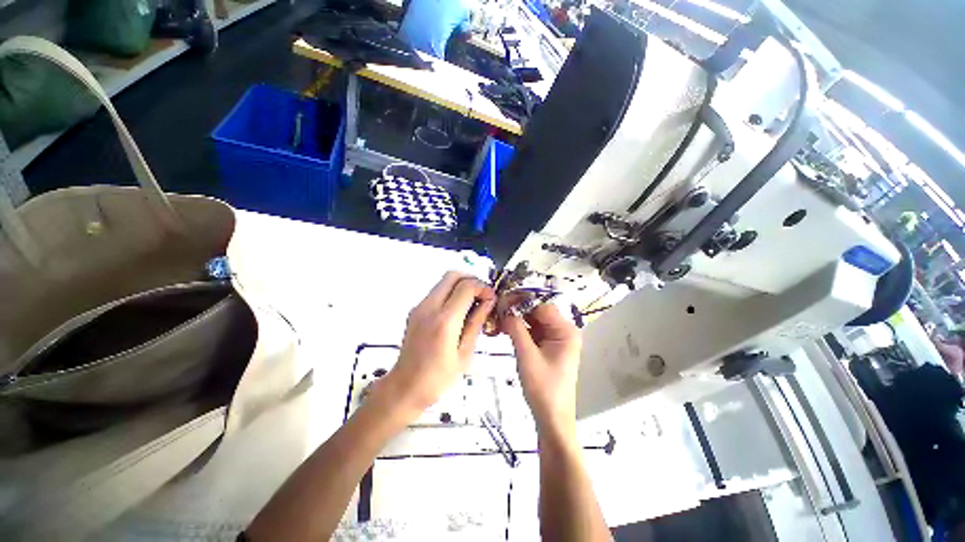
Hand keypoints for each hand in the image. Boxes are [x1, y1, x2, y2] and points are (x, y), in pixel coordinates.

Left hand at [376, 272, 494, 418]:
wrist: (405, 387)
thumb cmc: (438, 378)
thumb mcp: (465, 353)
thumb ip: (476, 322)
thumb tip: (488, 301)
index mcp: (444, 321)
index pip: (466, 286)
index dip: (483, 288)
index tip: (492, 298)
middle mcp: (429, 308)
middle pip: (452, 275)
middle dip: (472, 279)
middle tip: (483, 295)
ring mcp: (420, 307)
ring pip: (444, 281)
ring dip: (462, 285)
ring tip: (473, 303)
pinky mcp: (416, 310)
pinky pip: (437, 291)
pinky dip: (452, 293)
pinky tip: (459, 311)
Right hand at [502, 304, 581, 439]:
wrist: (551, 418)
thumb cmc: (543, 388)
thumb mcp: (527, 356)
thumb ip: (516, 329)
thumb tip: (504, 309)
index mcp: (566, 331)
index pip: (542, 306)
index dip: (522, 302)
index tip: (502, 303)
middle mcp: (563, 331)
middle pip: (538, 312)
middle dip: (518, 311)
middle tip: (497, 312)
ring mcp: (556, 339)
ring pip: (534, 321)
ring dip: (517, 320)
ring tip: (498, 321)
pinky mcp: (548, 347)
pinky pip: (533, 332)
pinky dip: (520, 330)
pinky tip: (506, 330)